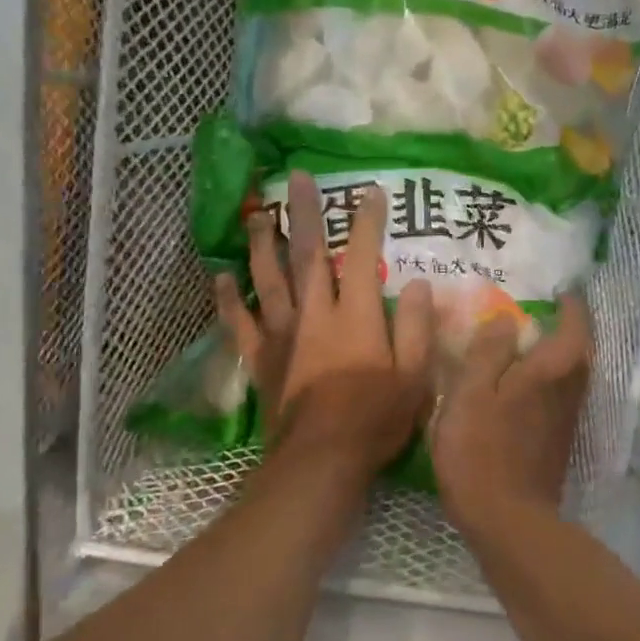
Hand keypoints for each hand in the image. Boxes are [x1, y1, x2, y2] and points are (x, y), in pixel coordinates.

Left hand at [217, 172, 433, 475]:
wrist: (320, 462)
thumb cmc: (376, 419)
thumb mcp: (415, 377)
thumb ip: (417, 327)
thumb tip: (419, 283)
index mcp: (356, 314)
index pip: (363, 256)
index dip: (368, 222)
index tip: (371, 192)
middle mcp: (315, 313)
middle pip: (308, 254)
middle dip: (305, 214)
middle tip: (296, 178)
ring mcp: (283, 335)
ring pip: (268, 279)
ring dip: (262, 244)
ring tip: (257, 215)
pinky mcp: (261, 360)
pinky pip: (240, 323)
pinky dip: (228, 300)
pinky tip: (220, 278)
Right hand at [429, 295, 591, 538]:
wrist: (507, 521)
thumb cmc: (481, 450)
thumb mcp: (471, 392)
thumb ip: (489, 352)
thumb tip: (506, 319)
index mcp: (552, 370)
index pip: (575, 325)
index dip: (571, 305)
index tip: (560, 291)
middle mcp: (569, 391)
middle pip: (579, 351)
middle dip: (567, 329)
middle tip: (542, 314)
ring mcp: (566, 420)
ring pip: (569, 375)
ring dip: (556, 355)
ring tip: (526, 345)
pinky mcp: (557, 442)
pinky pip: (557, 396)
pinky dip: (545, 381)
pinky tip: (519, 387)